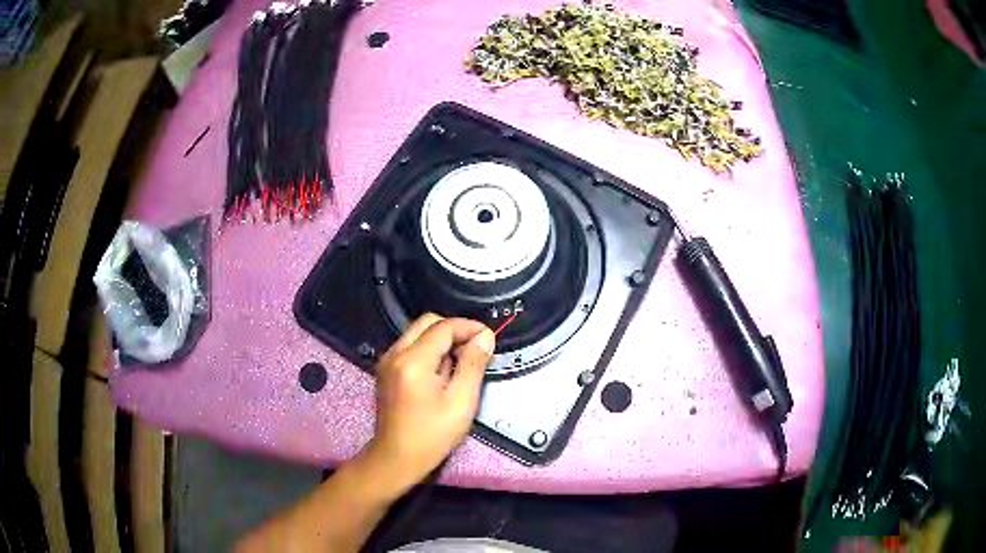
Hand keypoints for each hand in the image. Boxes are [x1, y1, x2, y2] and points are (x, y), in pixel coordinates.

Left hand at [363, 313, 494, 494]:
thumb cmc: (432, 435)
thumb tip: (484, 337)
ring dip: (441, 340)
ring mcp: (387, 361)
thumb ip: (473, 365)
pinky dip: (429, 350)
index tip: (489, 337)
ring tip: (461, 363)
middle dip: (454, 330)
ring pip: (417, 333)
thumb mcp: (461, 402)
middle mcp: (395, 354)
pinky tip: (442, 373)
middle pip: (427, 323)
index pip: (442, 327)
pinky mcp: (385, 371)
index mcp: (412, 361)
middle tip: (475, 348)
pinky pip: (410, 347)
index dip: (468, 327)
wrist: (397, 458)